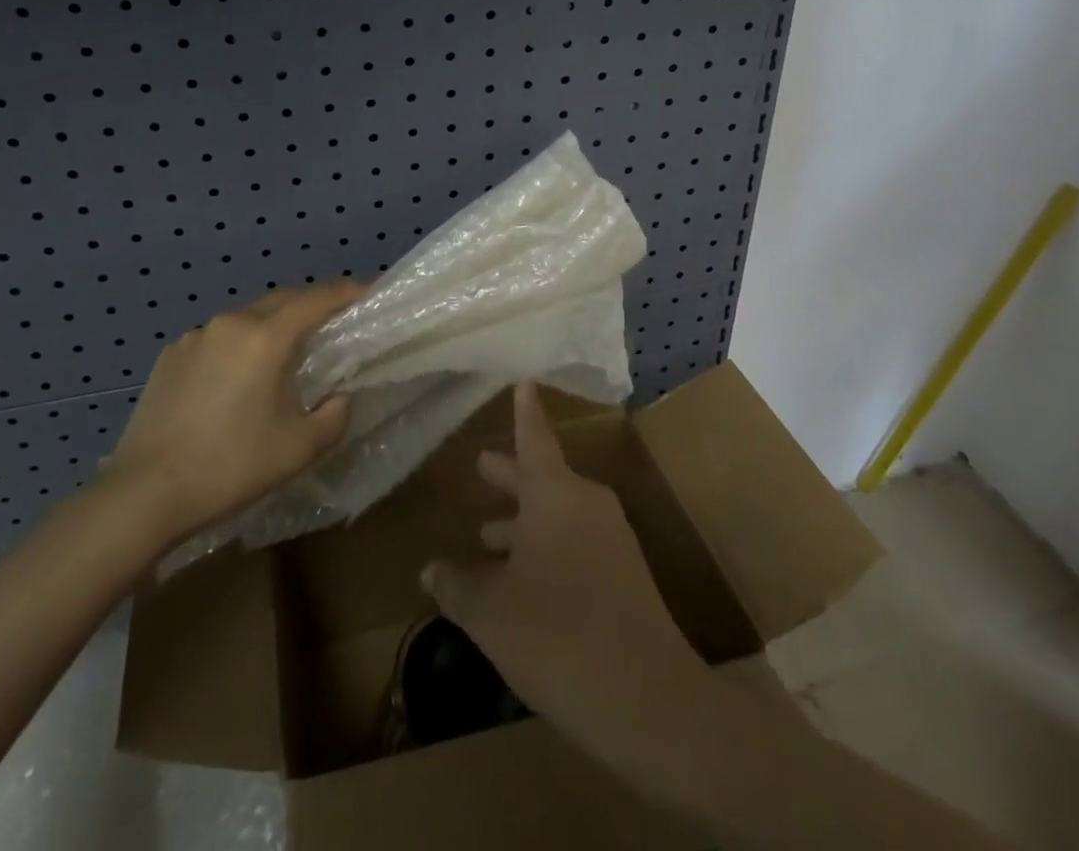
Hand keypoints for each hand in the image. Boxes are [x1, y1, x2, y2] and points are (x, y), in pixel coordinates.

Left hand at [99, 279, 366, 545]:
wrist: (142, 495)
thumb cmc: (230, 467)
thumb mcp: (299, 449)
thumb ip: (334, 415)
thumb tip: (339, 396)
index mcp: (266, 338)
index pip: (318, 299)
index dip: (348, 291)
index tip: (370, 292)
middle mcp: (231, 323)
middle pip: (283, 299)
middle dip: (313, 303)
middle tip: (336, 320)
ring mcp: (196, 337)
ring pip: (249, 316)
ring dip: (275, 324)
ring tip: (288, 351)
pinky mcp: (171, 356)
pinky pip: (219, 337)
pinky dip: (241, 343)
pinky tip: (239, 377)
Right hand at [420, 382, 709, 761]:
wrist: (647, 697)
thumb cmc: (556, 635)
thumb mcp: (491, 613)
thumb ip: (458, 587)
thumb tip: (431, 570)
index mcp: (554, 494)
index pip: (534, 437)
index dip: (524, 411)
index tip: (524, 380)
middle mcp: (585, 503)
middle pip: (543, 477)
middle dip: (511, 476)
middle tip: (484, 466)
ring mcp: (611, 538)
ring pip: (558, 514)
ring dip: (524, 521)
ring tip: (489, 536)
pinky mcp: (625, 573)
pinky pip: (576, 543)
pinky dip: (546, 548)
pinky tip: (525, 583)